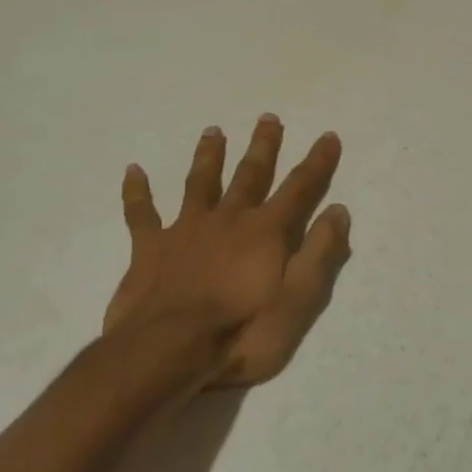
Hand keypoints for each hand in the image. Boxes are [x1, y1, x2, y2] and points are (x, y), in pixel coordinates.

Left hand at [107, 116, 351, 387]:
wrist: (166, 352)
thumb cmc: (240, 333)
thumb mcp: (298, 301)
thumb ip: (320, 253)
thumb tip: (339, 210)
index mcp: (265, 231)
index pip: (299, 188)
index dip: (317, 162)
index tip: (328, 136)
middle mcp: (228, 219)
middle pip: (250, 174)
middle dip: (263, 146)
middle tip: (268, 118)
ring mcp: (186, 230)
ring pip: (200, 183)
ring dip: (209, 156)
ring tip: (213, 131)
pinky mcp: (149, 249)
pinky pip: (141, 214)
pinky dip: (137, 192)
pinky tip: (133, 170)